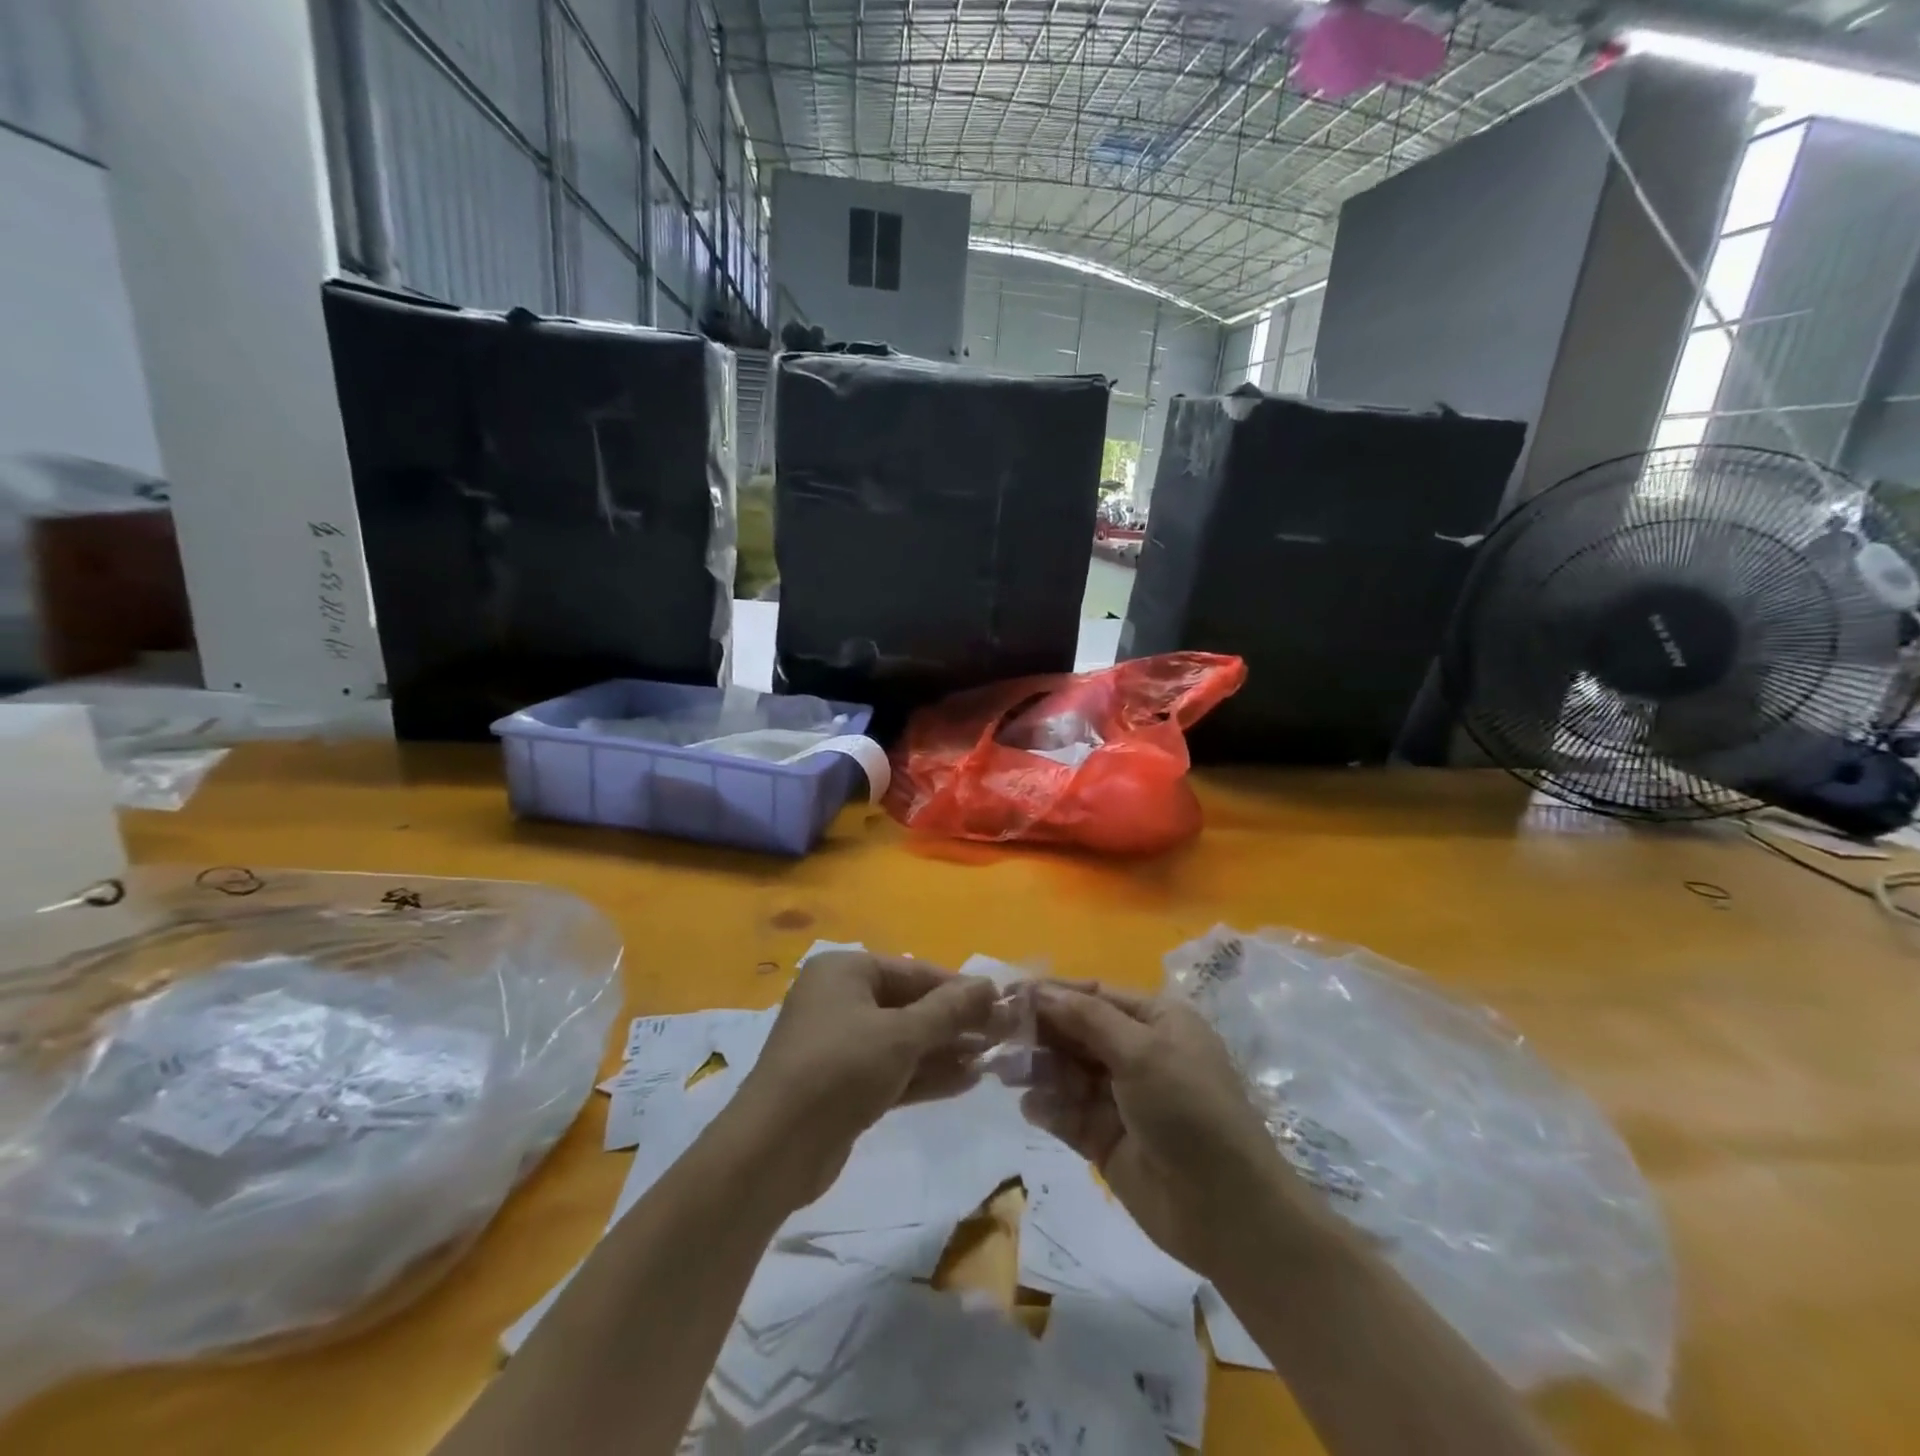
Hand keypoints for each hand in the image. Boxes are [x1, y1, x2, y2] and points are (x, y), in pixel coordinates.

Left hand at [735, 952, 997, 1203]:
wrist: (774, 1149)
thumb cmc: (840, 1069)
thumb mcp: (901, 1035)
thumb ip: (948, 1010)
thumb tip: (990, 985)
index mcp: (845, 971)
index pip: (914, 971)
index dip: (959, 988)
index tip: (1001, 1005)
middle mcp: (839, 999)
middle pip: (909, 1005)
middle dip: (954, 1022)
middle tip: (1002, 1036)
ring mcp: (838, 1044)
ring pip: (902, 1040)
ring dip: (944, 1050)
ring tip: (992, 1060)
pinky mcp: (842, 1085)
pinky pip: (891, 1069)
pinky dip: (924, 1074)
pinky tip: (967, 1081)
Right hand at [1021, 982, 1302, 1279]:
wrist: (1226, 1211)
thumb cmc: (1189, 1110)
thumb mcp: (1143, 1052)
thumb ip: (1088, 1019)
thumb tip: (1041, 990)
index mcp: (1156, 1022)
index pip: (1095, 995)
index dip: (1053, 993)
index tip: (1009, 993)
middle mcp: (1137, 1053)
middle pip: (1077, 1032)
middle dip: (1040, 1033)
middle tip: (997, 1035)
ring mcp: (1120, 1098)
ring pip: (1067, 1072)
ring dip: (1038, 1069)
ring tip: (1005, 1072)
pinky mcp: (1106, 1139)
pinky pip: (1068, 1113)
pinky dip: (1048, 1107)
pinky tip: (1032, 1108)